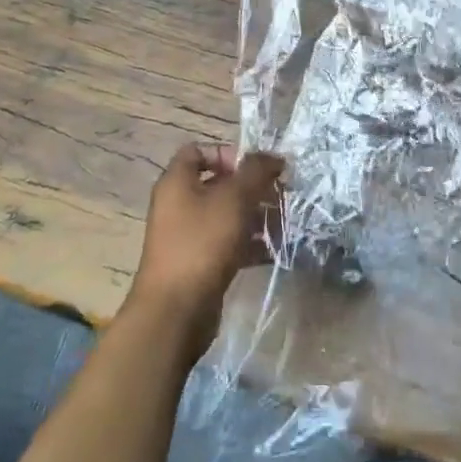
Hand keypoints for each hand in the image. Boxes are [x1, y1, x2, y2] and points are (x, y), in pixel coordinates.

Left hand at [129, 144, 283, 357]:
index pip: (198, 151)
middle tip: (280, 195)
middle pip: (218, 184)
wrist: (176, 311)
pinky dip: (250, 243)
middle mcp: (178, 205)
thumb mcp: (234, 198)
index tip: (254, 168)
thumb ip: (256, 171)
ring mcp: (187, 236)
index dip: (227, 153)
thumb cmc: (202, 243)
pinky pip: (228, 243)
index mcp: (177, 182)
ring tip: (284, 222)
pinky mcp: (199, 263)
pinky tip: (275, 249)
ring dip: (256, 216)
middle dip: (252, 187)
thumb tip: (274, 157)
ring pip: (226, 215)